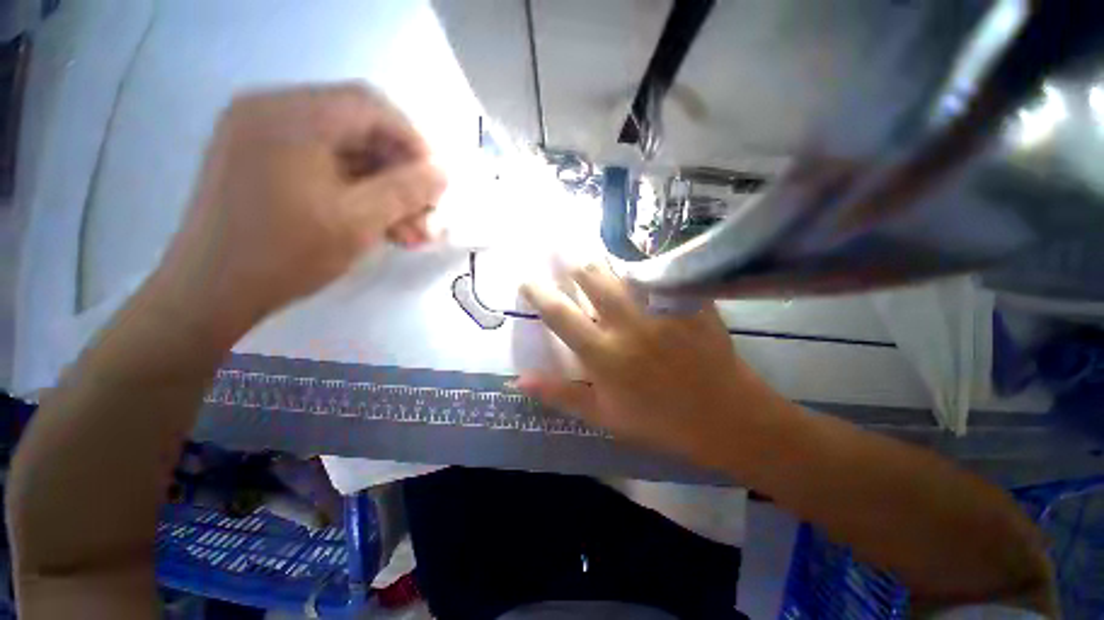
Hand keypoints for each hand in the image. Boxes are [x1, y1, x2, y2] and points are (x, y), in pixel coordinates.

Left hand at [154, 84, 445, 338]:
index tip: (434, 183)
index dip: (413, 142)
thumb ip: (406, 191)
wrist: (210, 290)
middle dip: (399, 172)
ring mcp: (259, 131)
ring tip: (406, 229)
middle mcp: (272, 109)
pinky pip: (321, 161)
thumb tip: (441, 173)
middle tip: (422, 213)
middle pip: (358, 126)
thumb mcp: (359, 222)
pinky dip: (354, 188)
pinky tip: (376, 221)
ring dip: (381, 186)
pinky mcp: (257, 156)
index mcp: (292, 115)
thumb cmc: (285, 254)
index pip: (373, 107)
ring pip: (343, 148)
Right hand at [518, 263, 781, 463]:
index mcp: (603, 354)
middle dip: (571, 259)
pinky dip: (643, 262)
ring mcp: (661, 309)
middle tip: (560, 248)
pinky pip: (661, 271)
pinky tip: (636, 257)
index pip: (560, 315)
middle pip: (593, 278)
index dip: (538, 293)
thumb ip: (562, 395)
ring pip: (624, 269)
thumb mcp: (604, 416)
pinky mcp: (689, 302)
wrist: (725, 417)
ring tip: (591, 246)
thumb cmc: (659, 420)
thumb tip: (520, 380)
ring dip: (604, 257)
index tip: (527, 278)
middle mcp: (628, 325)